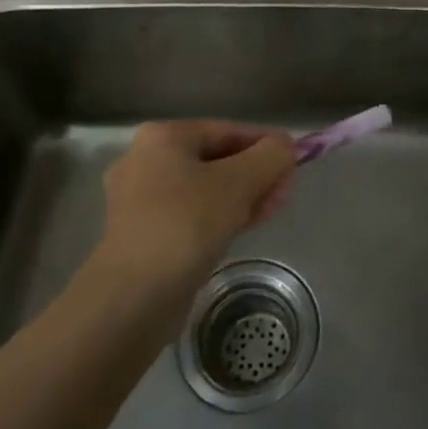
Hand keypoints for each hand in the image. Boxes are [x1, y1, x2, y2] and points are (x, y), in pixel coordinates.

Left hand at [98, 121, 298, 286]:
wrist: (133, 298)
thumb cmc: (186, 225)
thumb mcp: (240, 182)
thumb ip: (271, 156)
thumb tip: (285, 146)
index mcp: (163, 137)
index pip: (228, 131)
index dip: (266, 146)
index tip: (294, 166)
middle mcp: (145, 160)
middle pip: (216, 159)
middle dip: (255, 174)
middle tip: (283, 194)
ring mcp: (139, 200)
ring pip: (204, 189)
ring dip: (241, 197)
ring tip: (269, 212)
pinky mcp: (142, 234)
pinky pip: (190, 214)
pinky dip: (218, 217)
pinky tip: (242, 229)